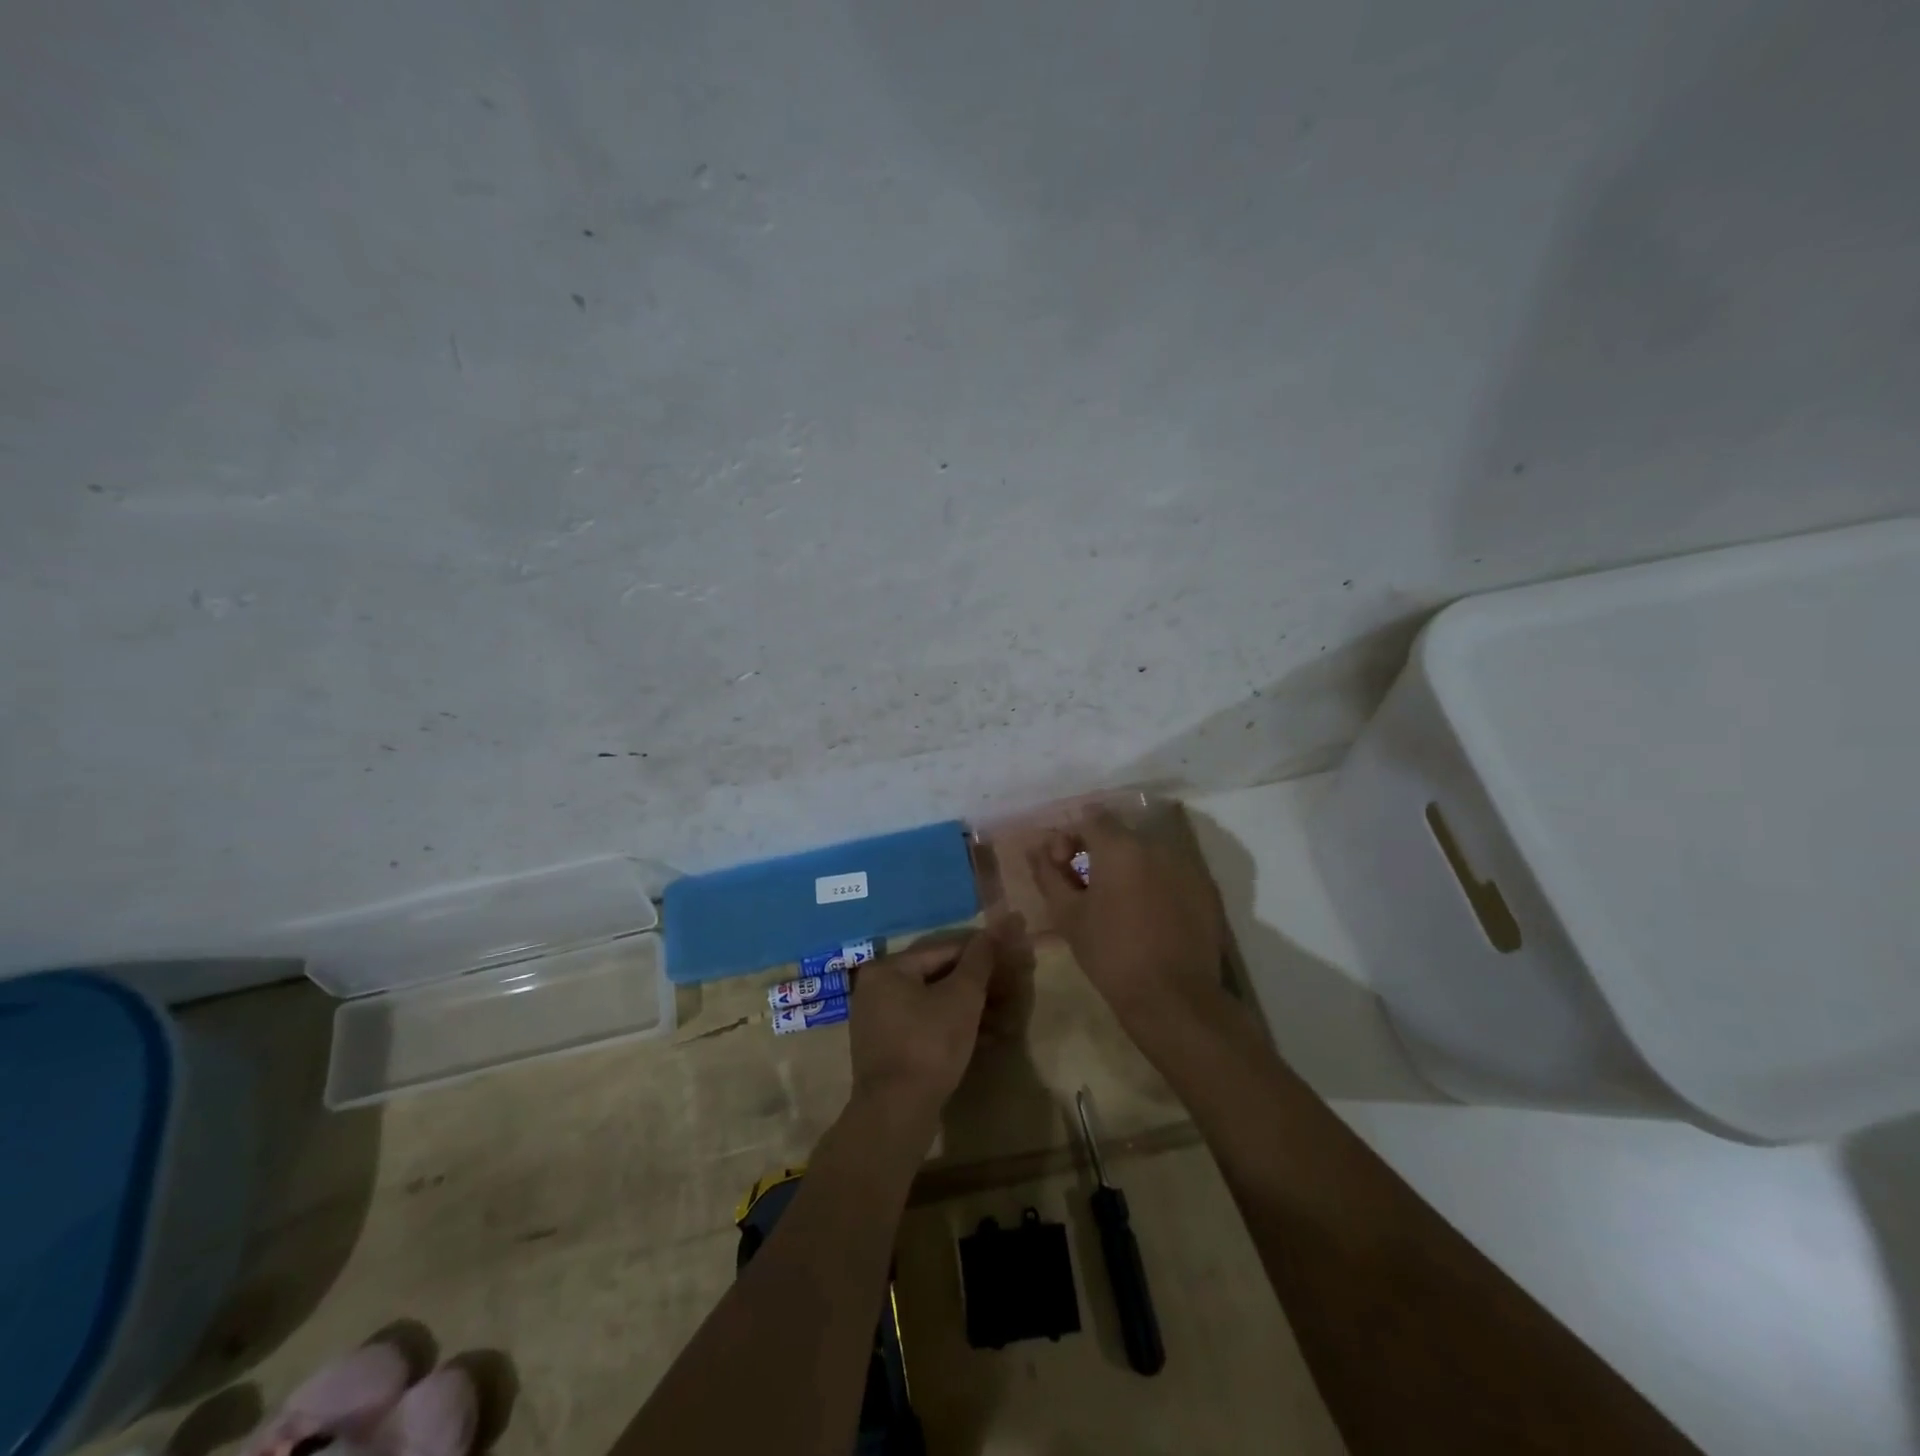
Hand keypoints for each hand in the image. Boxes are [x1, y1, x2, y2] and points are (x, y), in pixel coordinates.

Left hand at [848, 921, 1011, 1122]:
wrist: (896, 1114)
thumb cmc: (930, 1045)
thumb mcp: (962, 997)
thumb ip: (982, 959)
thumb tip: (1003, 922)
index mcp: (888, 969)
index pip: (944, 949)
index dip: (982, 952)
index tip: (1012, 956)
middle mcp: (877, 988)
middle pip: (938, 976)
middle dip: (979, 985)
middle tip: (1013, 989)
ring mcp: (880, 1021)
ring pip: (935, 1003)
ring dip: (972, 1009)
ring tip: (1007, 1017)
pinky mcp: (890, 1049)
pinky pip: (927, 1026)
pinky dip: (955, 1028)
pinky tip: (989, 1038)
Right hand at [1026, 808, 1227, 1032]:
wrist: (1173, 997)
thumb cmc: (1111, 953)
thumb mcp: (1068, 915)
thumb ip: (1048, 874)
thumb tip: (1036, 848)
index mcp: (1120, 846)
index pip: (1090, 818)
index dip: (1071, 837)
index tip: (1064, 867)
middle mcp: (1157, 845)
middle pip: (1121, 834)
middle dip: (1100, 853)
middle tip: (1087, 888)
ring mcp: (1187, 866)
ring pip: (1148, 854)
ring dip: (1129, 868)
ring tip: (1119, 904)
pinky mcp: (1206, 890)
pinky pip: (1172, 873)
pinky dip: (1156, 884)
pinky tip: (1149, 916)